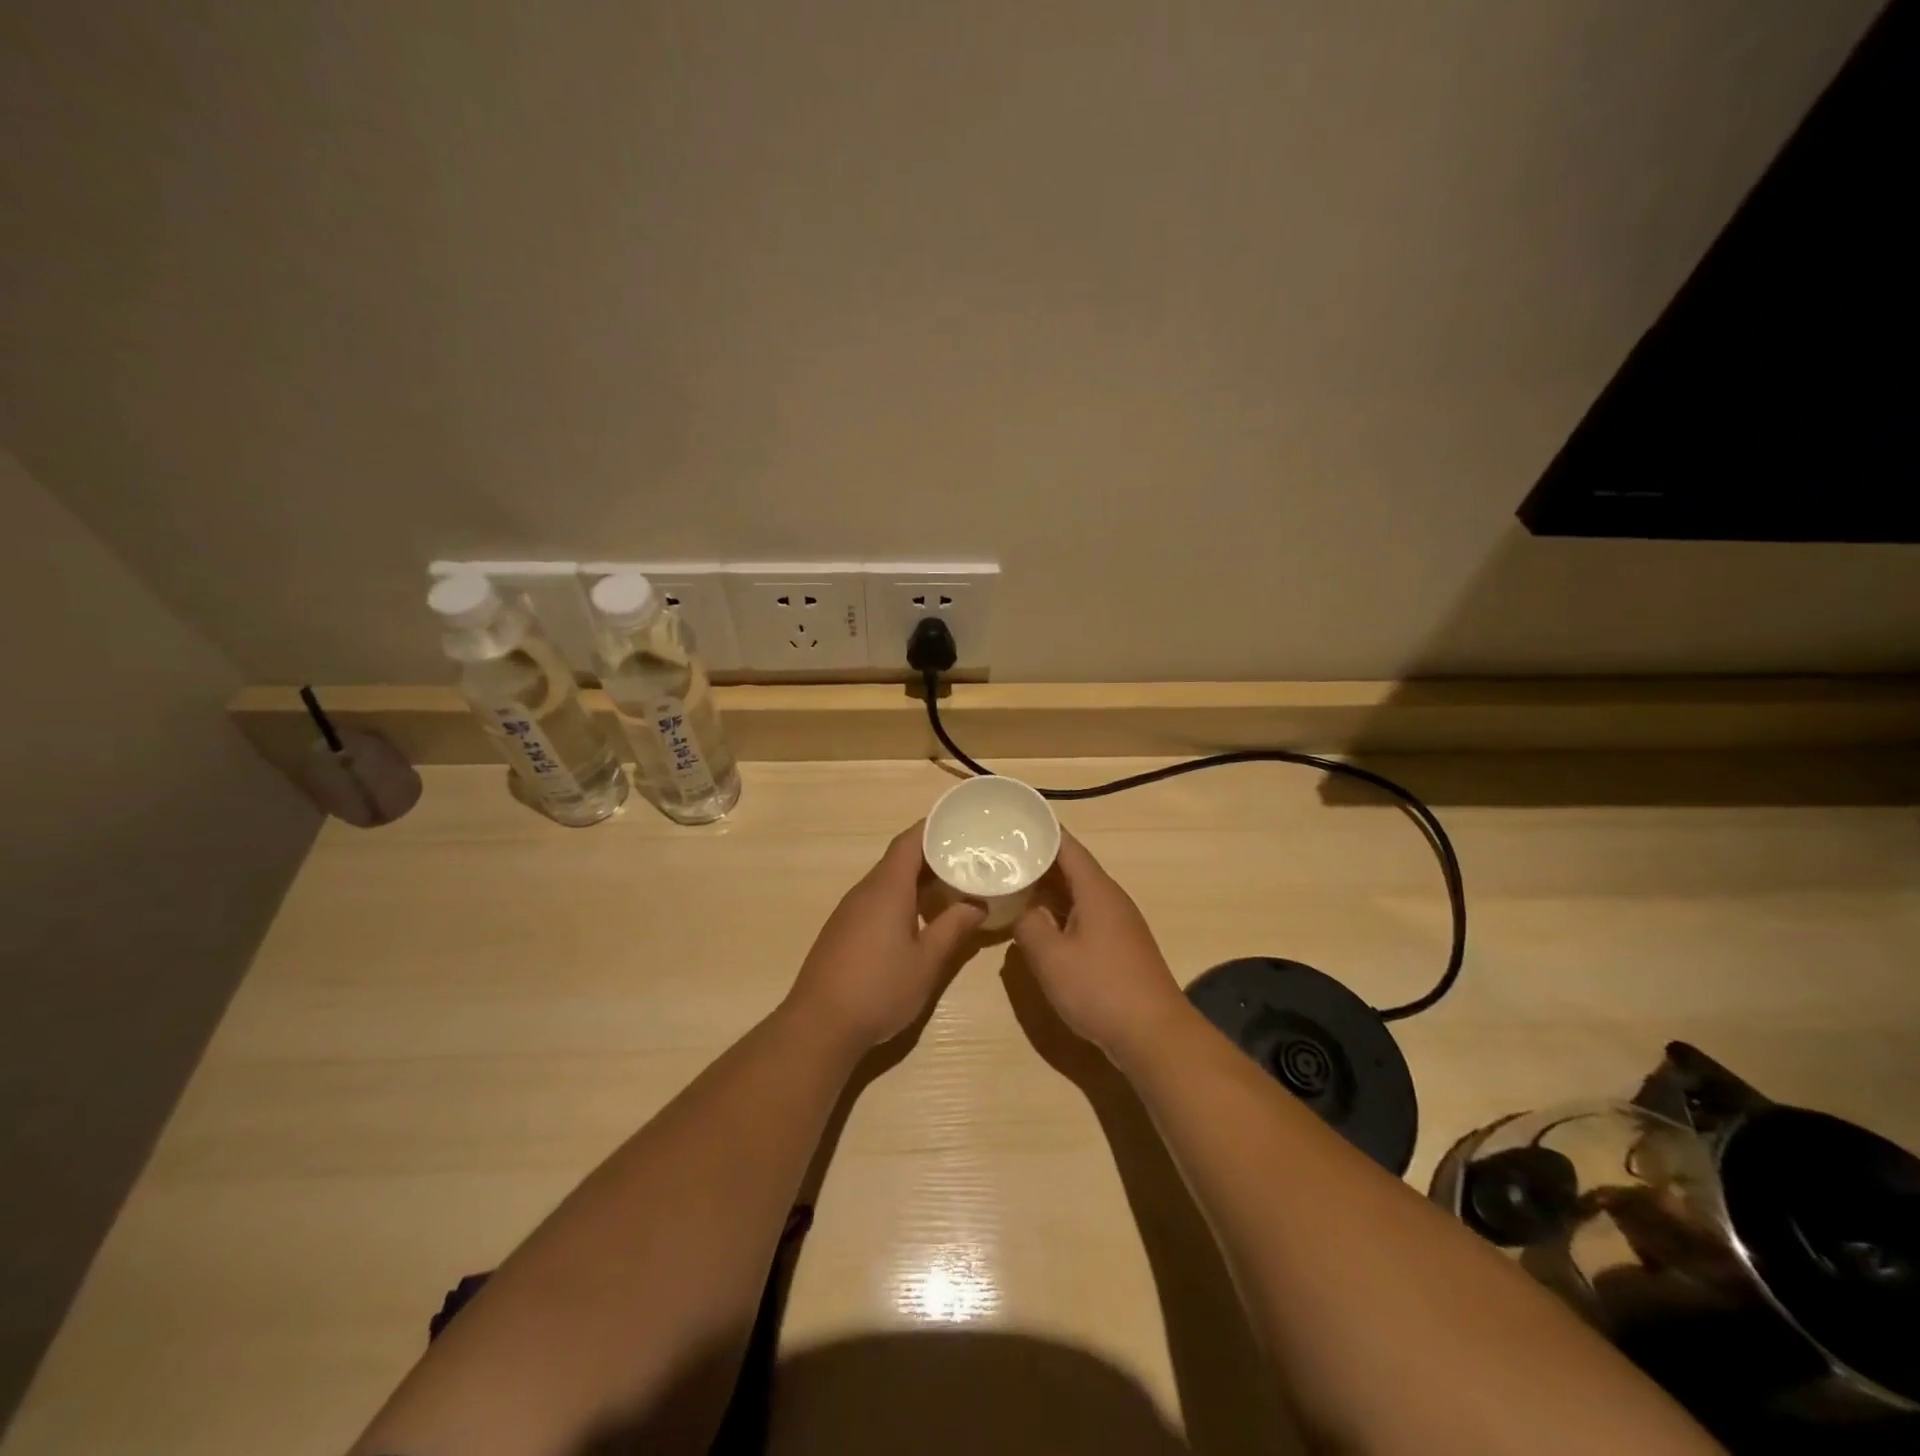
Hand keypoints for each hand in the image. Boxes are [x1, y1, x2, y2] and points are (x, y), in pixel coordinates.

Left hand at [785, 823, 985, 1049]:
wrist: (819, 1026)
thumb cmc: (879, 989)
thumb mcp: (927, 962)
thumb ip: (953, 928)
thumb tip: (978, 904)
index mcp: (887, 888)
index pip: (910, 841)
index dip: (934, 827)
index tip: (961, 823)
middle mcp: (865, 890)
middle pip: (899, 858)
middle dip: (932, 853)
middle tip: (968, 857)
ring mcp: (850, 910)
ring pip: (888, 880)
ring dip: (917, 878)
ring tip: (951, 884)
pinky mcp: (843, 929)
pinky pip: (877, 899)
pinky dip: (901, 897)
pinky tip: (919, 917)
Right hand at [1012, 831, 1190, 1061]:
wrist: (1154, 1034)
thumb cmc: (1100, 989)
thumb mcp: (1051, 957)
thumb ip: (1029, 926)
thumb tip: (1022, 910)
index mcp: (1096, 890)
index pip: (1067, 846)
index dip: (1041, 830)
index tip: (1012, 821)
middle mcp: (1109, 898)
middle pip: (1072, 867)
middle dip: (1038, 858)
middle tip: (1001, 851)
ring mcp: (1117, 923)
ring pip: (1077, 892)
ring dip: (1047, 886)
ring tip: (1012, 880)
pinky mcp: (1118, 946)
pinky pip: (1082, 914)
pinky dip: (1058, 910)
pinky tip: (1038, 921)